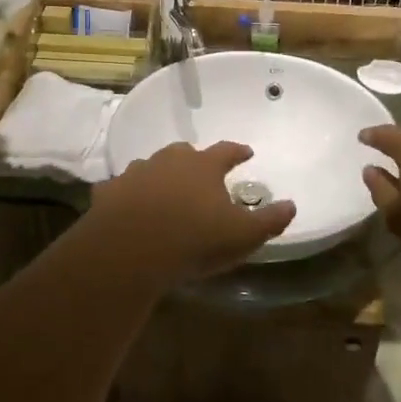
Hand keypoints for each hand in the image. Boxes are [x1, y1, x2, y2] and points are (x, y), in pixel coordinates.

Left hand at [87, 141, 295, 283]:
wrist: (130, 251)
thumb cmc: (194, 240)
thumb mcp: (243, 236)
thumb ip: (269, 220)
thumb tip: (291, 205)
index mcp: (203, 166)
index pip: (227, 150)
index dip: (238, 151)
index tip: (247, 153)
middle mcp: (169, 160)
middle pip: (185, 152)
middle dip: (195, 160)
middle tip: (202, 173)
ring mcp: (136, 173)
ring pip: (151, 166)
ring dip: (161, 175)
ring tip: (166, 190)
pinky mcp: (109, 193)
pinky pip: (120, 188)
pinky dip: (127, 194)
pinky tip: (128, 205)